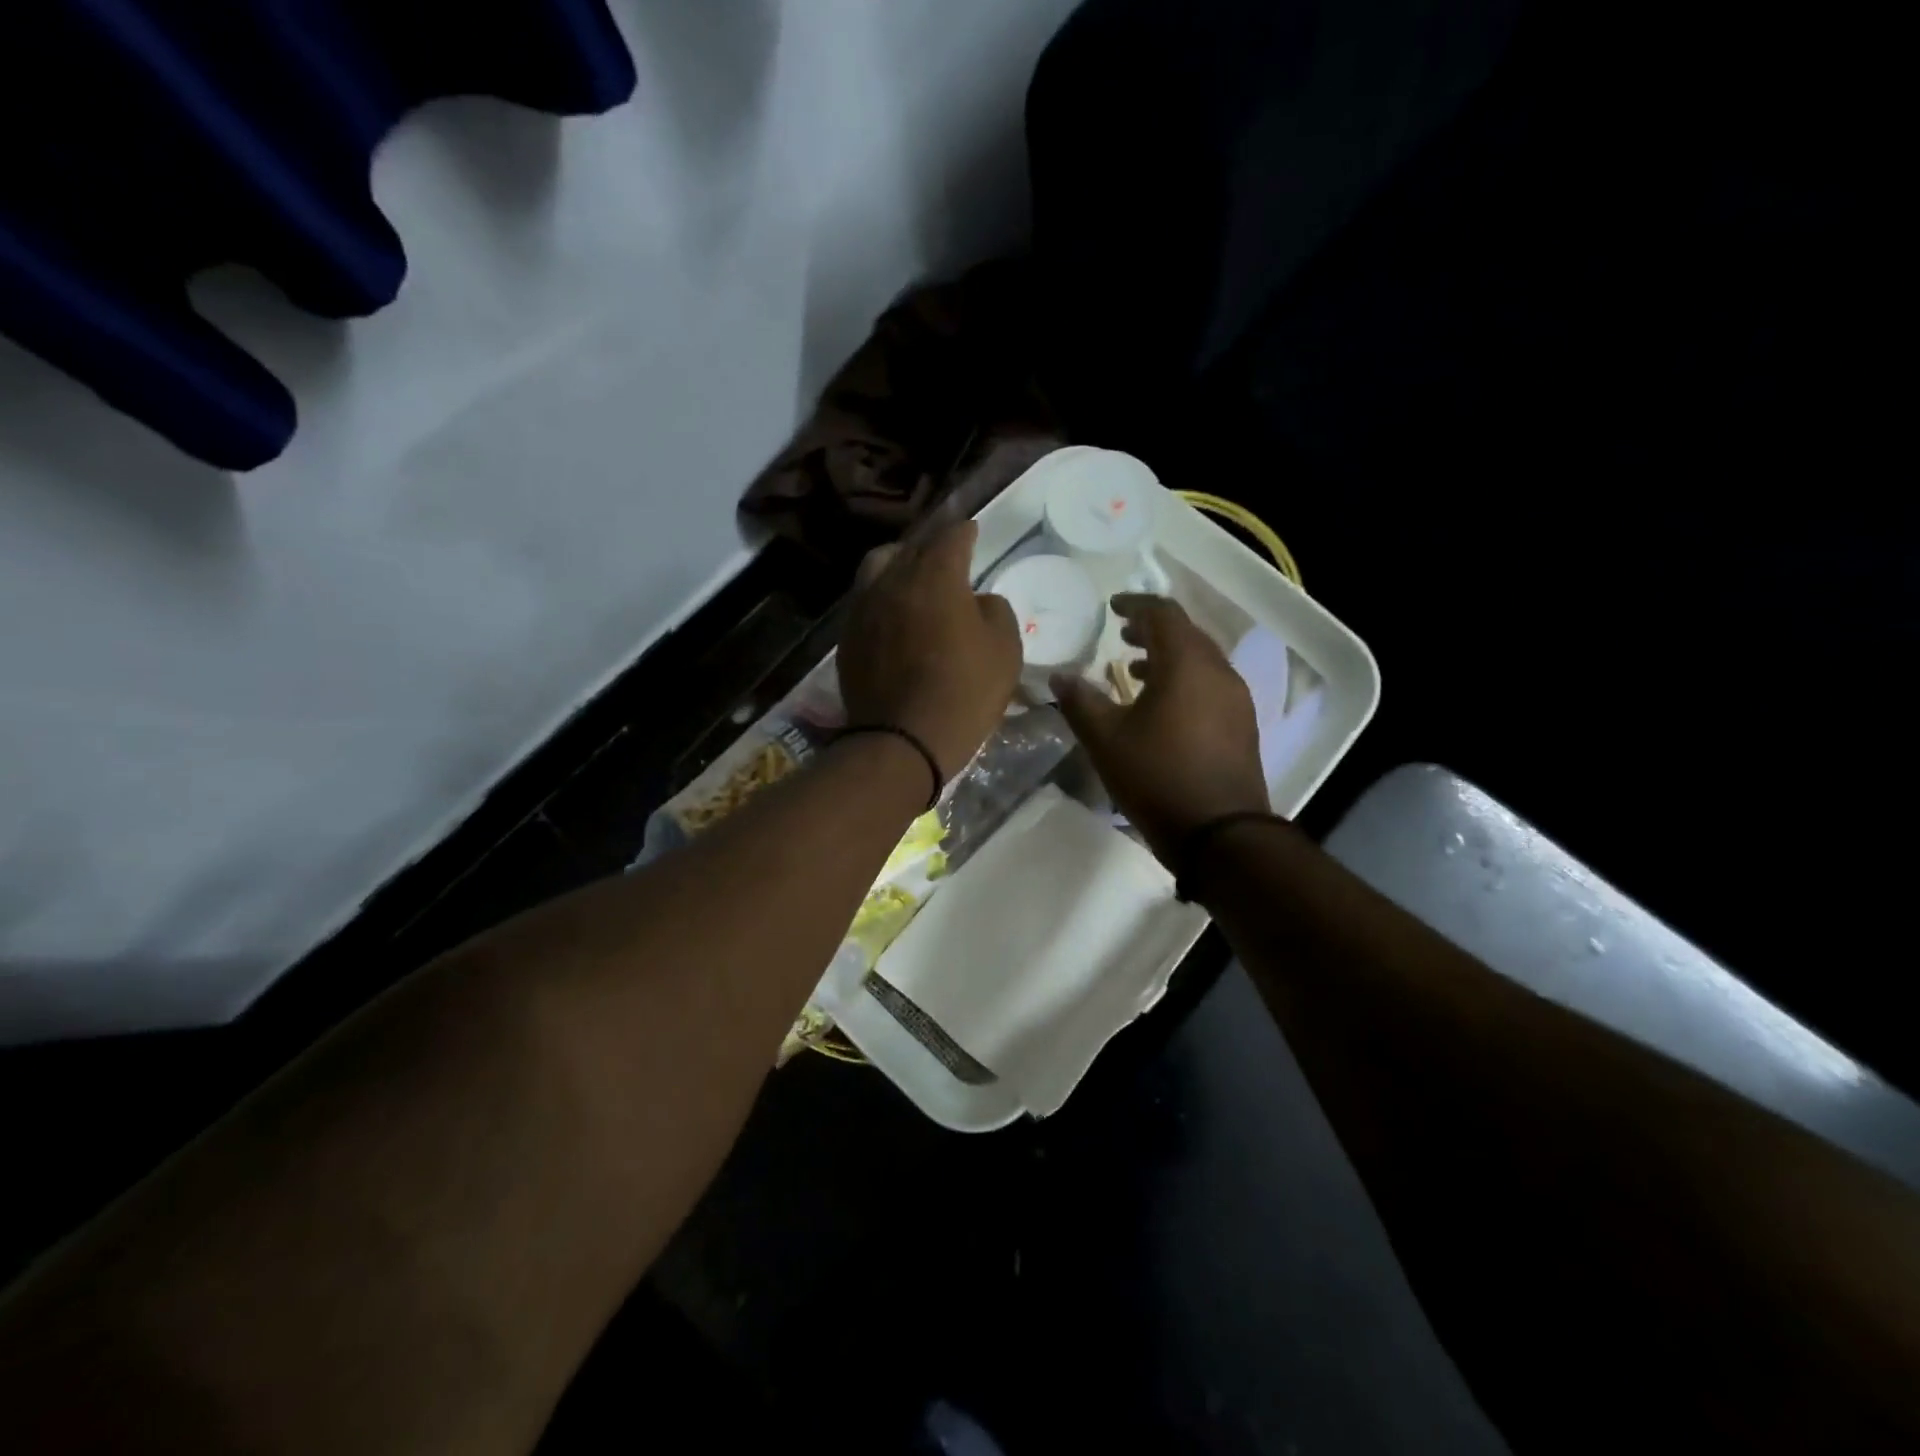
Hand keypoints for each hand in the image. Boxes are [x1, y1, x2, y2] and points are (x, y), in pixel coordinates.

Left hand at [838, 521, 1021, 779]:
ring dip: (898, 564)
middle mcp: (893, 580)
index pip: (951, 536)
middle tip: (946, 555)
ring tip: (911, 578)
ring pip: (878, 567)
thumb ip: (996, 611)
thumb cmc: (964, 692)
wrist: (903, 740)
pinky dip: (881, 596)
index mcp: (935, 576)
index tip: (973, 532)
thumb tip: (978, 600)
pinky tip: (893, 614)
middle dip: (931, 546)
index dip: (966, 532)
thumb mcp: (1004, 650)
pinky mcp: (847, 637)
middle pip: (911, 547)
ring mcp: (863, 608)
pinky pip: (864, 600)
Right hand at [1051, 594, 1269, 864]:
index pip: (1163, 613)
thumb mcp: (1106, 739)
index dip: (1136, 603)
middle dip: (1153, 629)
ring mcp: (1236, 698)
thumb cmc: (1157, 777)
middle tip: (1122, 634)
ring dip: (1169, 656)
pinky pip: (1211, 684)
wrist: (1220, 833)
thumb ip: (1080, 701)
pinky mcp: (1242, 724)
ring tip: (1134, 669)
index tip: (1112, 606)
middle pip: (1186, 633)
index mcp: (1186, 664)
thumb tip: (1059, 676)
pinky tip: (1162, 706)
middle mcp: (1218, 672)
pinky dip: (1184, 680)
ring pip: (1201, 660)